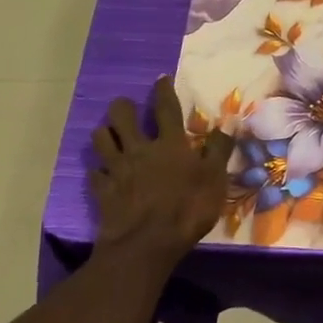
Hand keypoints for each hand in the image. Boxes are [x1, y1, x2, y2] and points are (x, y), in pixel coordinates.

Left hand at [91, 77, 231, 264]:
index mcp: (170, 144)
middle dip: (123, 106)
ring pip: (101, 138)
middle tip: (127, 107)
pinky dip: (99, 170)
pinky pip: (95, 173)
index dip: (164, 91)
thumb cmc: (188, 209)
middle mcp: (139, 149)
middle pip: (121, 116)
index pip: (166, 108)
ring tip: (111, 135)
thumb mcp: (215, 180)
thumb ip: (219, 151)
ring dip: (106, 133)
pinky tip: (104, 173)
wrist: (146, 244)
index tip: (161, 78)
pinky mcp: (103, 190)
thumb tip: (226, 126)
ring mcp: (117, 169)